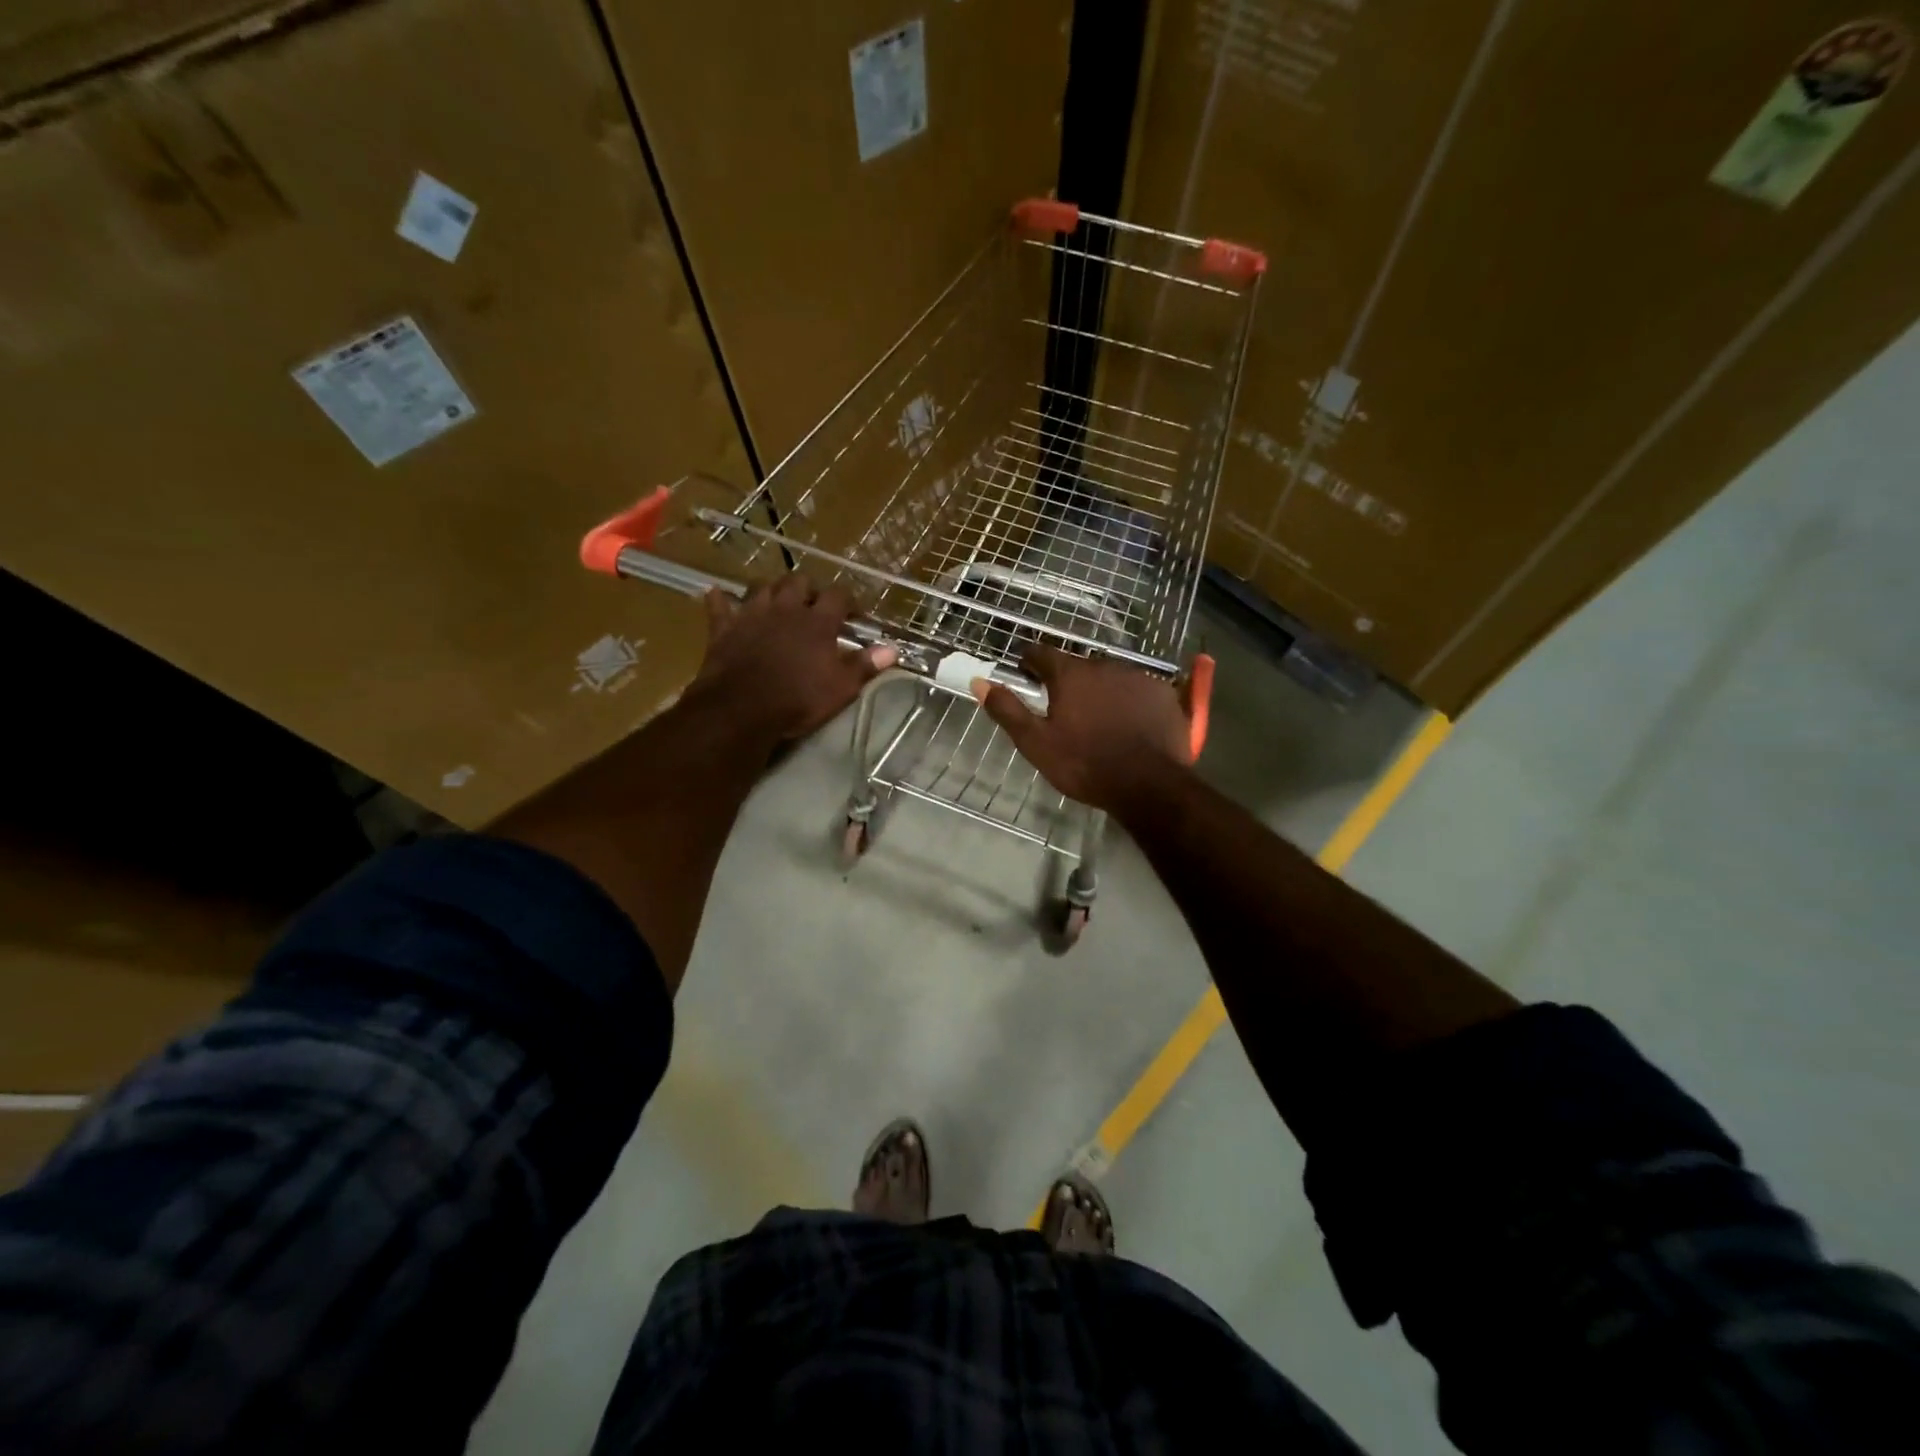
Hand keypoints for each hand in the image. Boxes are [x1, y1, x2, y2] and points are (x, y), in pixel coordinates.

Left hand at [688, 574, 894, 744]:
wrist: (742, 709)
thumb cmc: (798, 700)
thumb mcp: (841, 688)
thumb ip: (865, 665)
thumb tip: (892, 649)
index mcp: (818, 622)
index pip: (839, 596)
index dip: (849, 600)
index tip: (855, 612)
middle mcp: (786, 609)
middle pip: (799, 581)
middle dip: (809, 589)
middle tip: (814, 605)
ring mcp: (752, 614)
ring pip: (762, 586)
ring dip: (772, 589)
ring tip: (778, 601)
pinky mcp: (724, 627)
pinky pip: (720, 605)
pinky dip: (721, 600)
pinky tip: (718, 596)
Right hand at [973, 646, 1193, 811]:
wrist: (1148, 785)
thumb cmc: (1084, 765)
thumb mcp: (1036, 743)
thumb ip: (1008, 710)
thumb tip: (979, 682)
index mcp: (1070, 674)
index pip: (1041, 653)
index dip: (1029, 661)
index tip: (1024, 673)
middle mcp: (1104, 665)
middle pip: (1078, 666)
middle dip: (1068, 681)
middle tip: (1063, 708)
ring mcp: (1138, 677)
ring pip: (1110, 677)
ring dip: (1100, 690)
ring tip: (1098, 719)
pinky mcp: (1163, 694)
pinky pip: (1138, 690)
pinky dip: (1129, 701)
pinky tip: (1129, 724)